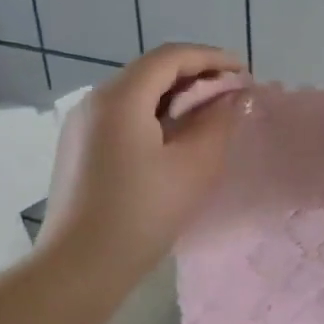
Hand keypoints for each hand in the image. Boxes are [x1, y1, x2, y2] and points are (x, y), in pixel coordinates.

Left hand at [37, 44, 248, 278]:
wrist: (79, 266)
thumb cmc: (143, 213)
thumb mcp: (194, 166)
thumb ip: (217, 122)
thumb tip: (229, 97)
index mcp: (121, 97)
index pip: (171, 57)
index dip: (211, 58)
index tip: (244, 72)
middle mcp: (94, 100)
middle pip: (151, 71)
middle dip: (195, 75)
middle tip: (231, 93)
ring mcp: (81, 124)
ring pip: (136, 93)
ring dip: (175, 95)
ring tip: (209, 114)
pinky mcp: (79, 147)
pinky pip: (122, 115)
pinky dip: (154, 114)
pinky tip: (175, 137)